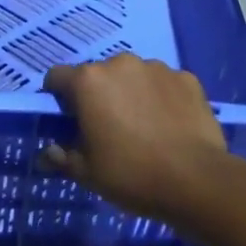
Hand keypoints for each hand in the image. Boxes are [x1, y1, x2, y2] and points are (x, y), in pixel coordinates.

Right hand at [41, 53, 233, 224]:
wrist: (198, 181)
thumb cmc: (132, 175)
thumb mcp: (87, 173)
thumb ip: (61, 158)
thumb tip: (47, 154)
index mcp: (88, 81)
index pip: (57, 77)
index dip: (58, 98)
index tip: (68, 121)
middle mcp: (120, 63)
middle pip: (97, 75)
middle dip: (97, 95)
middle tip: (107, 128)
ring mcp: (156, 68)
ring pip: (132, 76)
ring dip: (130, 93)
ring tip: (143, 127)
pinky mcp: (186, 78)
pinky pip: (164, 84)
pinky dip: (161, 98)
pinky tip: (170, 125)